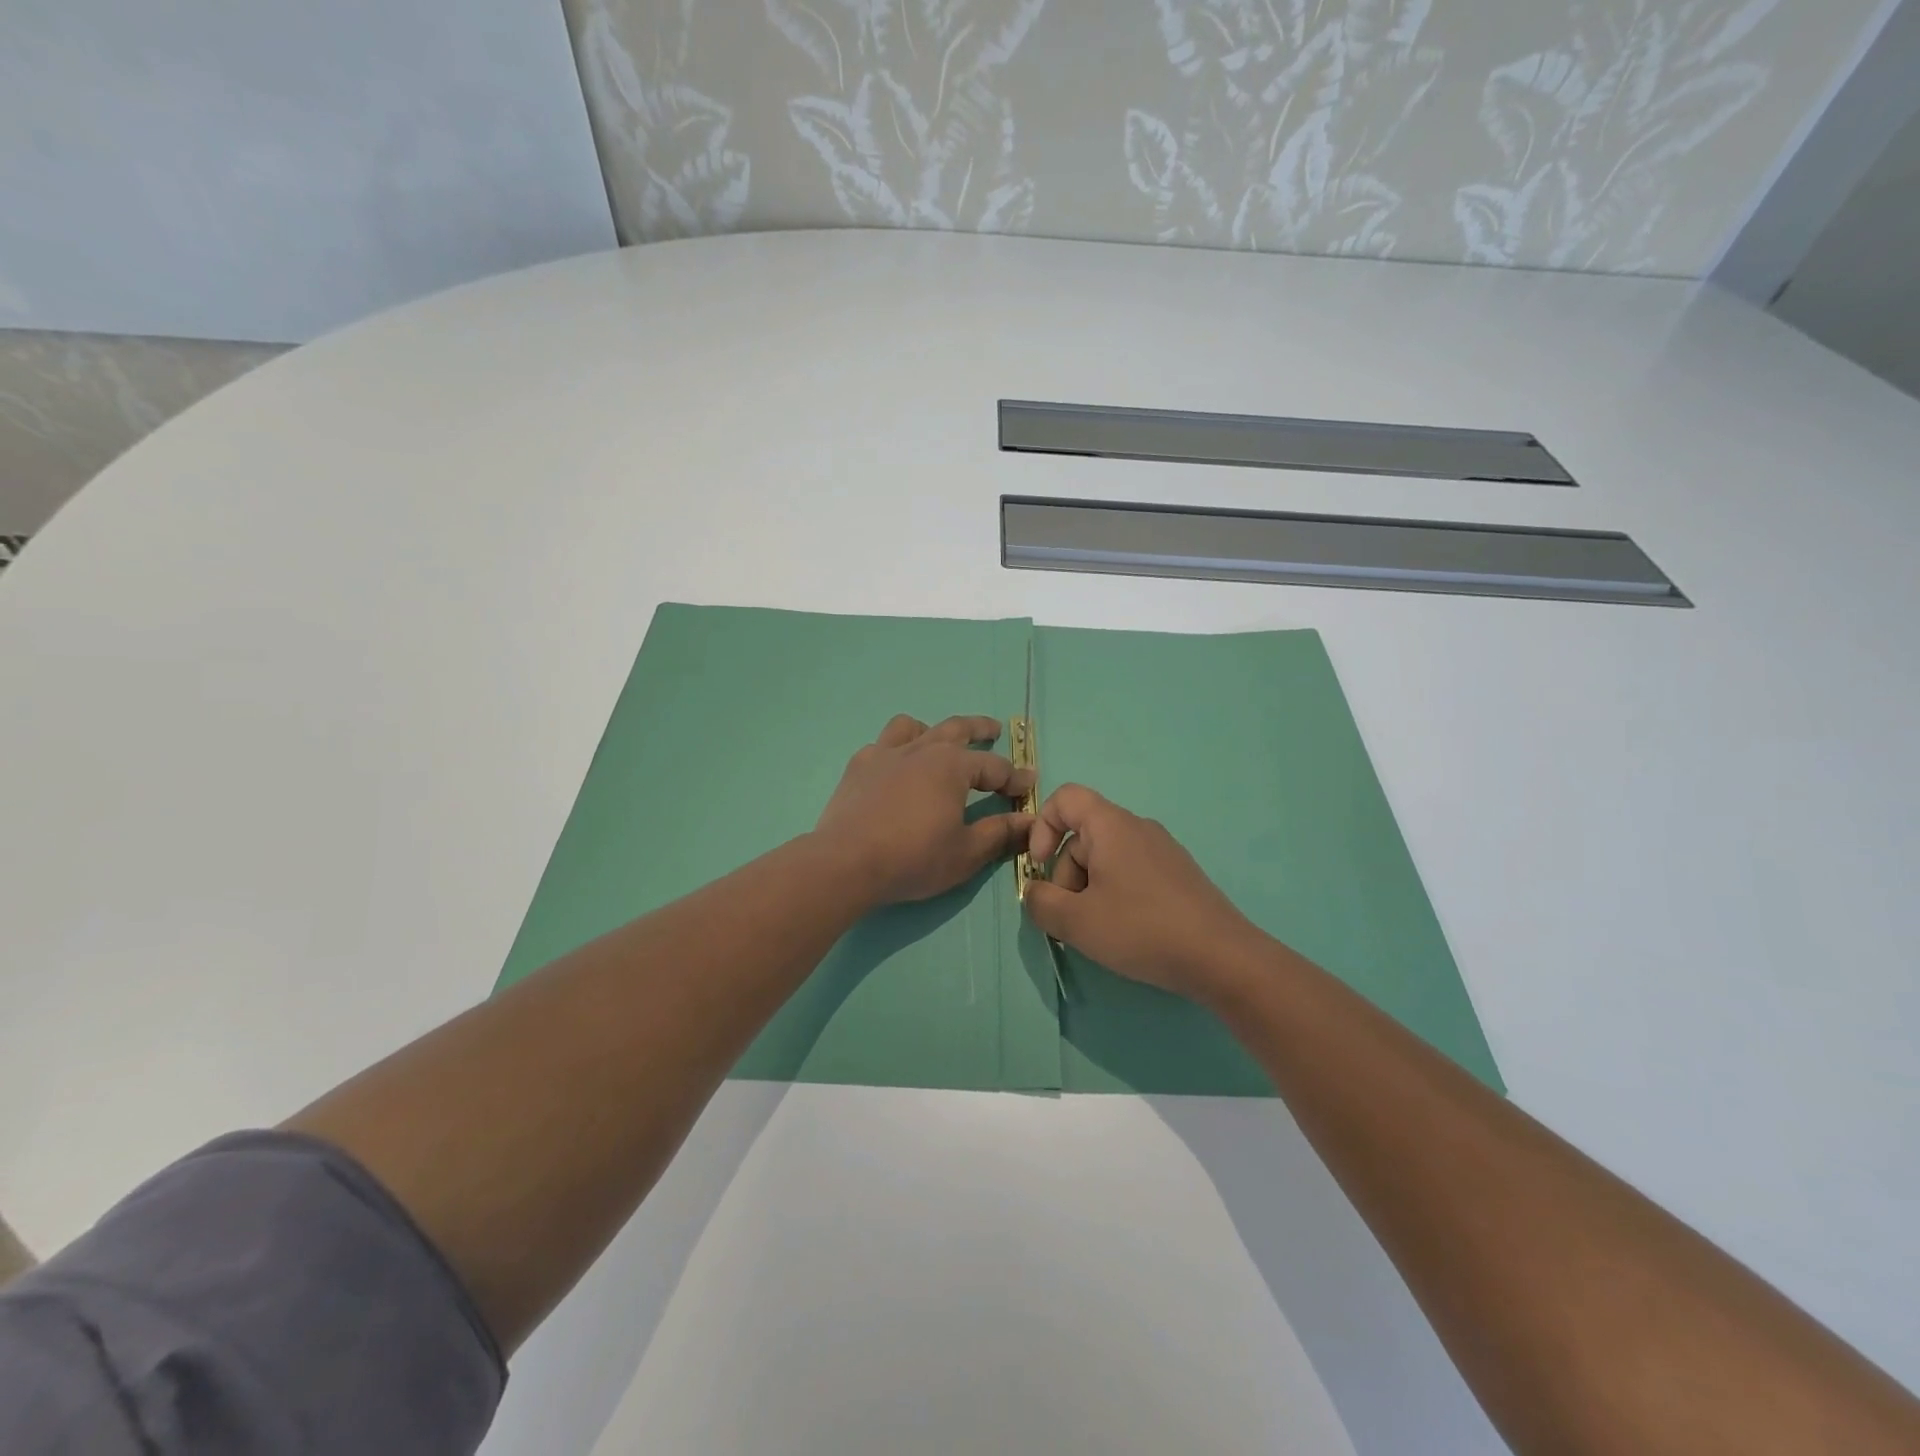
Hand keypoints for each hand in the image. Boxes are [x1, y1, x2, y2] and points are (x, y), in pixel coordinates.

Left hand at [814, 714, 1034, 907]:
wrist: (846, 863)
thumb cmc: (913, 858)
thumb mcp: (966, 853)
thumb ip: (1000, 833)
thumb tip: (1031, 821)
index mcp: (952, 766)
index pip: (994, 767)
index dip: (1014, 777)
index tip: (1029, 784)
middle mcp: (921, 749)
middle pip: (956, 729)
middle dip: (980, 729)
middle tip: (994, 730)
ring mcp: (884, 754)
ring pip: (913, 727)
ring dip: (931, 730)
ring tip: (937, 741)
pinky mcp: (858, 767)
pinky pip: (881, 746)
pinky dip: (895, 751)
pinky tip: (894, 768)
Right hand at [1024, 784, 1267, 1004]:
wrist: (1222, 958)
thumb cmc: (1142, 929)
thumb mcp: (1076, 922)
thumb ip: (1041, 903)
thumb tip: (1034, 892)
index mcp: (1111, 825)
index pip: (1065, 798)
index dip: (1042, 826)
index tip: (1040, 867)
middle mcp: (1138, 827)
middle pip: (1083, 836)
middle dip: (1065, 874)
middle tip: (1070, 919)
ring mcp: (1162, 850)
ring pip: (1107, 857)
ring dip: (1089, 888)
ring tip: (1098, 931)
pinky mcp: (1178, 874)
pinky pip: (1132, 871)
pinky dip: (1116, 894)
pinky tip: (1126, 931)